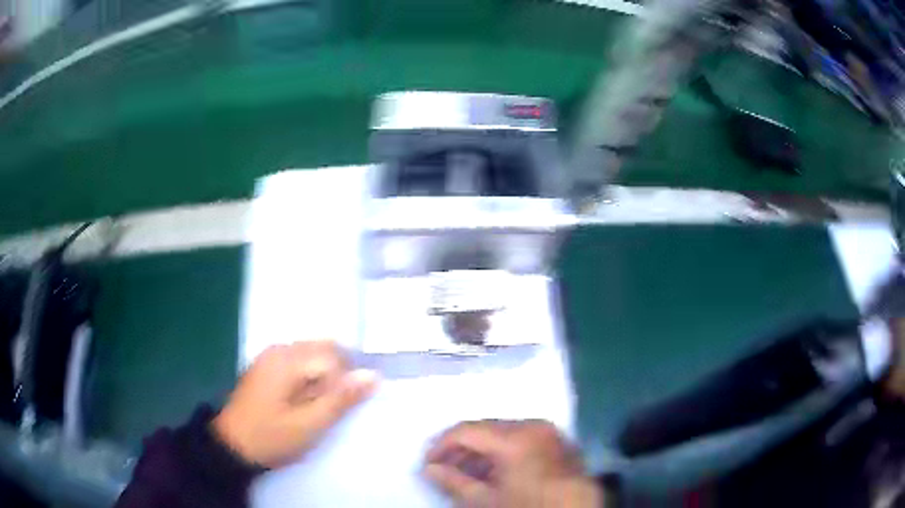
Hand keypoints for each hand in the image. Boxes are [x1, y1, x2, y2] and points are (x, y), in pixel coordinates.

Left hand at [212, 341, 376, 467]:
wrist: (232, 446)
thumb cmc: (271, 437)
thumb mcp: (310, 424)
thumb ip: (341, 399)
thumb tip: (374, 375)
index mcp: (289, 360)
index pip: (334, 355)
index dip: (344, 381)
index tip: (337, 409)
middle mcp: (280, 349)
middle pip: (324, 348)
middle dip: (336, 374)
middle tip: (330, 407)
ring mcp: (271, 356)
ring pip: (313, 353)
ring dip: (324, 375)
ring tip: (317, 405)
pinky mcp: (267, 366)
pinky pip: (299, 360)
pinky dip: (310, 375)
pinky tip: (303, 399)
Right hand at [424, 420, 601, 507]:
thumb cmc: (529, 506)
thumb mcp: (486, 500)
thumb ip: (454, 482)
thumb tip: (428, 469)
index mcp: (514, 437)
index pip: (466, 430)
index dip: (441, 446)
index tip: (427, 464)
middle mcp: (532, 426)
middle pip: (484, 429)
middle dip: (461, 449)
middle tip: (444, 469)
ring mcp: (548, 432)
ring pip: (502, 433)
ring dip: (481, 450)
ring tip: (466, 473)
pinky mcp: (557, 441)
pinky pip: (521, 438)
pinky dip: (502, 451)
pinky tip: (493, 471)